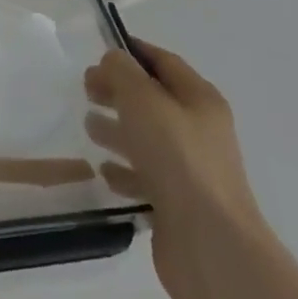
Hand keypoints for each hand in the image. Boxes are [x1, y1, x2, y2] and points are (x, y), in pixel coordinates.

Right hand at [83, 38, 271, 298]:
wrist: (211, 247)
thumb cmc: (177, 159)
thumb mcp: (143, 99)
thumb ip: (122, 71)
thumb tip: (113, 61)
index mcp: (200, 100)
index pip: (164, 62)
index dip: (133, 52)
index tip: (99, 51)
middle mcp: (200, 132)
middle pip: (153, 100)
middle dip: (119, 91)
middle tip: (86, 90)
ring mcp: (191, 171)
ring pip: (147, 139)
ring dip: (118, 129)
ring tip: (88, 127)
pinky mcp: (178, 206)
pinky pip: (146, 177)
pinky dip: (124, 170)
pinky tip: (103, 171)